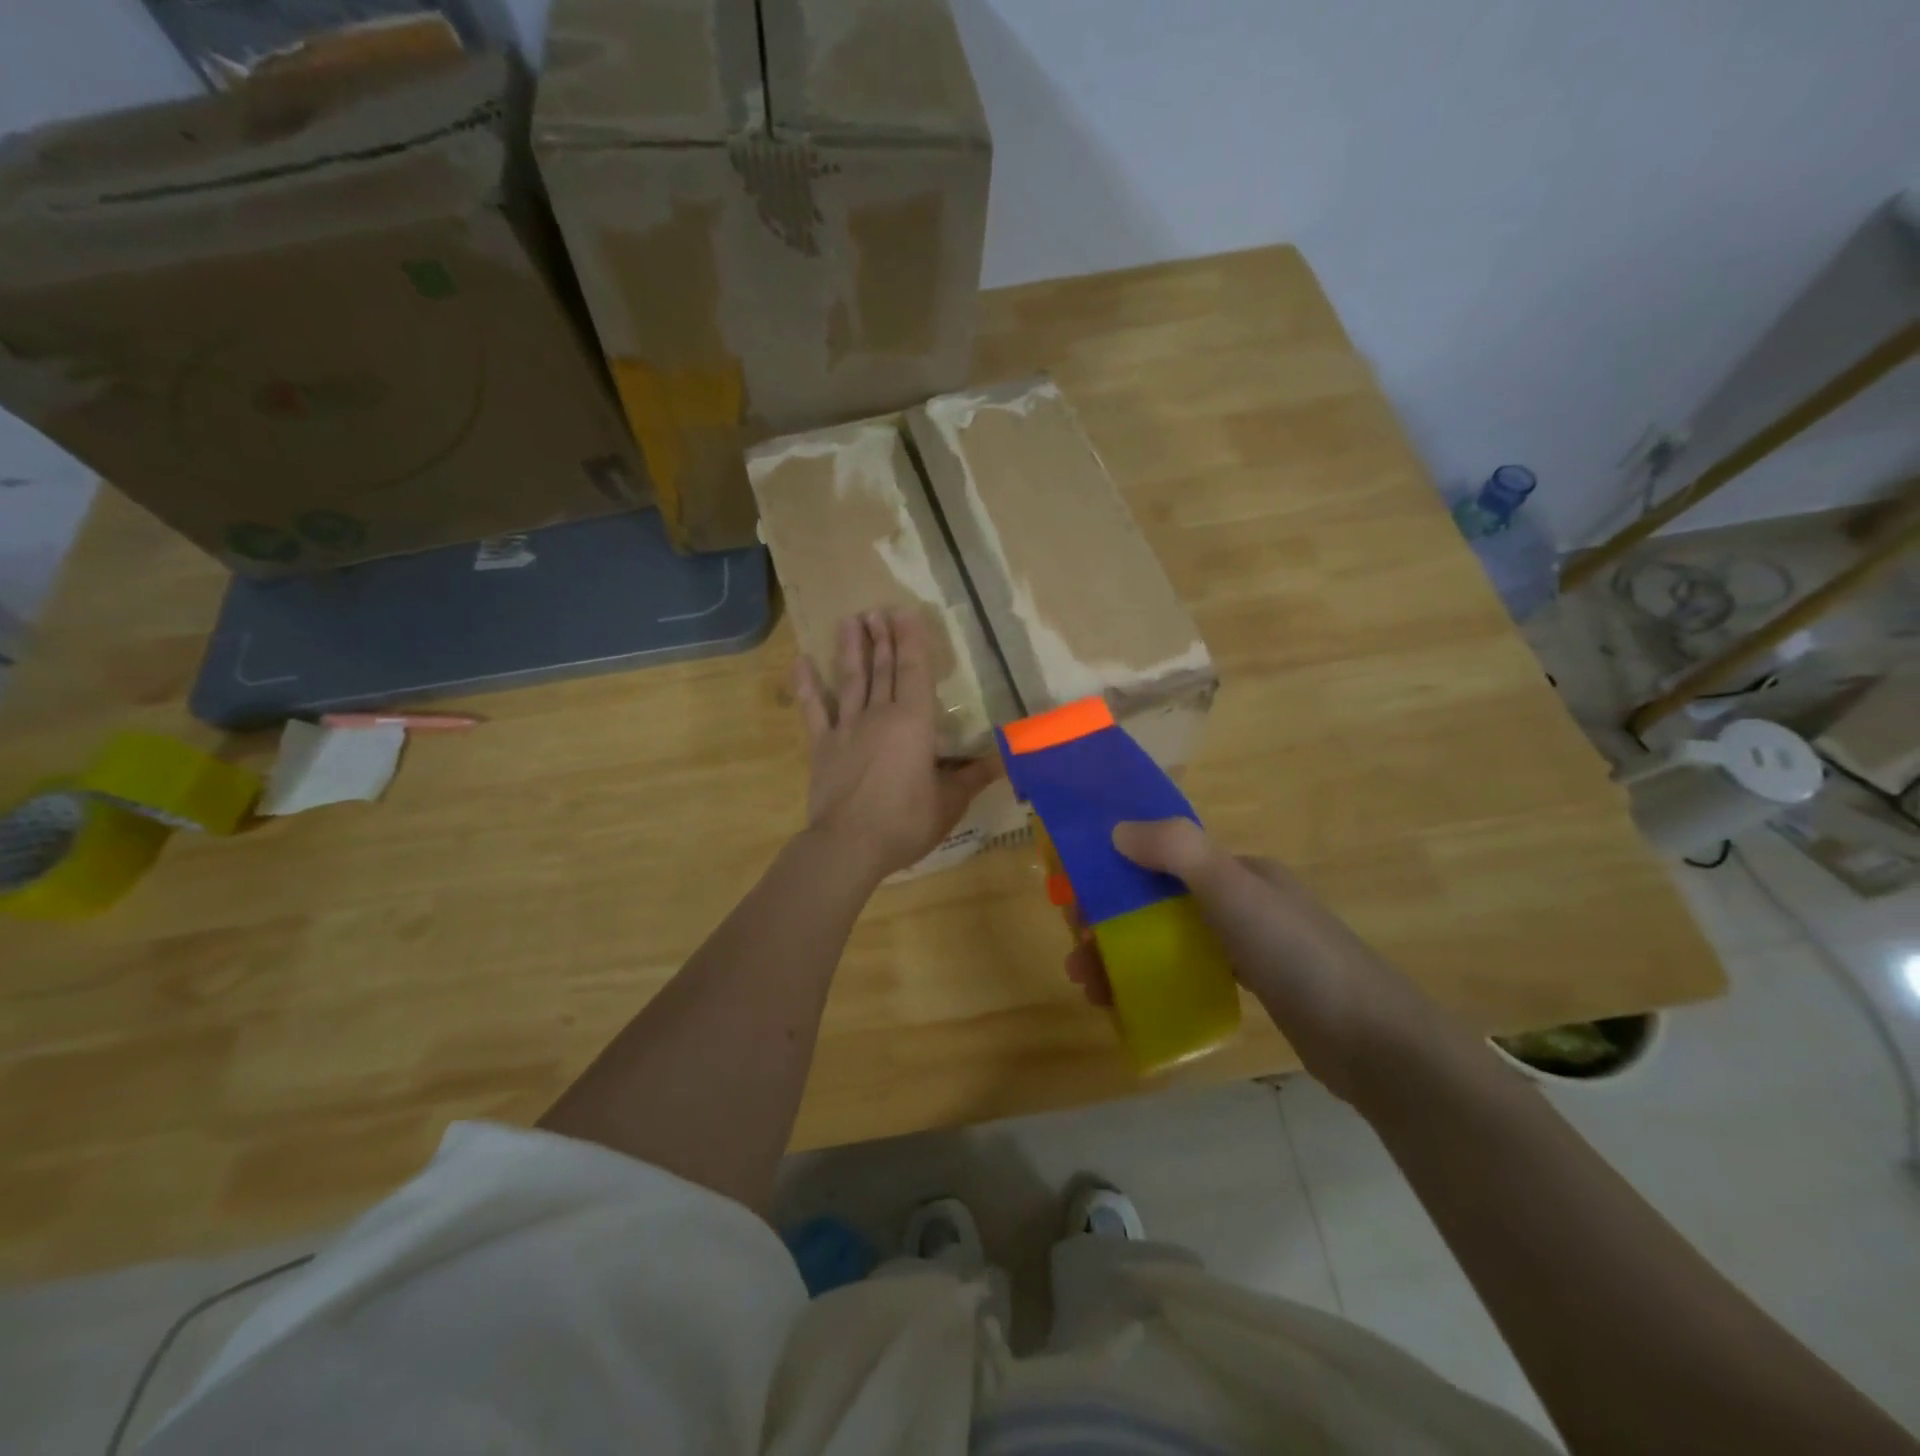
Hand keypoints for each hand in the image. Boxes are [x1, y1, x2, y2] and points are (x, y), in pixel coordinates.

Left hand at [794, 608, 999, 883]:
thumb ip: (973, 776)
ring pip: (850, 680)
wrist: (848, 846)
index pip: (914, 672)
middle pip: (883, 669)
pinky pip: (813, 710)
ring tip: (851, 621)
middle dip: (883, 638)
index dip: (912, 641)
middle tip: (879, 609)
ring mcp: (846, 728)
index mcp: (914, 723)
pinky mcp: (821, 746)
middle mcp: (879, 715)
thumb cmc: (905, 822)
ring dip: (851, 649)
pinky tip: (801, 661)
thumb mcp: (949, 803)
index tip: (906, 612)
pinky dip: (806, 685)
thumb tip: (1005, 760)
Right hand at [1063, 819, 1438, 1101]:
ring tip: (1091, 991)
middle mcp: (1239, 899)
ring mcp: (1247, 944)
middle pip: (1157, 902)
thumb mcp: (1234, 891)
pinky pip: (1188, 972)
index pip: (1160, 858)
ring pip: (1169, 940)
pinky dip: (1156, 982)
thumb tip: (1117, 829)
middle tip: (1077, 957)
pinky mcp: (1253, 986)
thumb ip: (1177, 851)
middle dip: (1110, 924)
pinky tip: (1132, 1006)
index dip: (1113, 873)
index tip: (1075, 902)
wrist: (1373, 1041)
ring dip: (1124, 958)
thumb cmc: (1297, 955)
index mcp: (1236, 870)